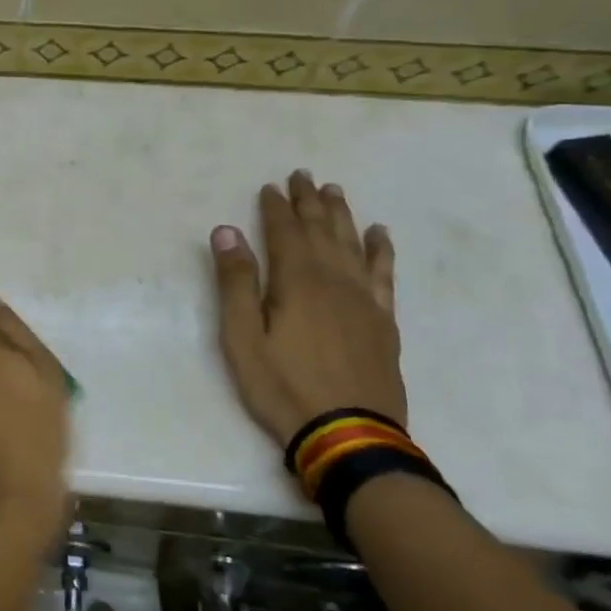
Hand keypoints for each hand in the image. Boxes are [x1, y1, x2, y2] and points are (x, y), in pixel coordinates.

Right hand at [210, 171, 405, 447]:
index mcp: (297, 281)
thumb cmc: (282, 386)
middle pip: (322, 230)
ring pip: (353, 244)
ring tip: (335, 192)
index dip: (276, 207)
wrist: (348, 434)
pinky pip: (383, 274)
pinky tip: (379, 235)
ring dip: (342, 216)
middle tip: (303, 175)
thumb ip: (235, 282)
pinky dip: (380, 250)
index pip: (285, 232)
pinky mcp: (383, 321)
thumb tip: (226, 231)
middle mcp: (334, 280)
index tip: (270, 187)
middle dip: (310, 202)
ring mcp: (364, 300)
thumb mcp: (241, 337)